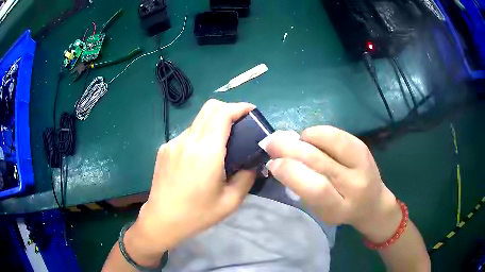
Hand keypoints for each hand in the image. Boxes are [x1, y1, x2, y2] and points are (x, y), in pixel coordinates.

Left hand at [132, 99, 255, 254]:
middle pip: (209, 108)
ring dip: (213, 124)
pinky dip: (199, 136)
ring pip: (198, 121)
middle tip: (241, 124)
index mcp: (206, 151)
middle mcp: (188, 140)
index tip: (251, 111)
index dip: (239, 107)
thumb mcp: (231, 201)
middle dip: (228, 109)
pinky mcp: (164, 148)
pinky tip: (200, 158)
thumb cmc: (197, 214)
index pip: (222, 113)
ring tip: (221, 145)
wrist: (162, 220)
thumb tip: (253, 162)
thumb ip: (246, 177)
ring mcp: (173, 142)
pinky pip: (187, 134)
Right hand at [265, 126, 401, 242]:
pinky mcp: (363, 148)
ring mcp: (362, 164)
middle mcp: (355, 186)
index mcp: (340, 208)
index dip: (291, 173)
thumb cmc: (340, 209)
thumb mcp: (320, 210)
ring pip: (331, 142)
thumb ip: (303, 188)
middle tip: (272, 142)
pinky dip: (318, 132)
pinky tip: (309, 137)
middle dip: (290, 149)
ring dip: (305, 138)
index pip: (316, 189)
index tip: (273, 163)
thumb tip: (278, 160)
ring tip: (293, 140)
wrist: (372, 202)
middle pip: (320, 162)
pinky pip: (337, 134)